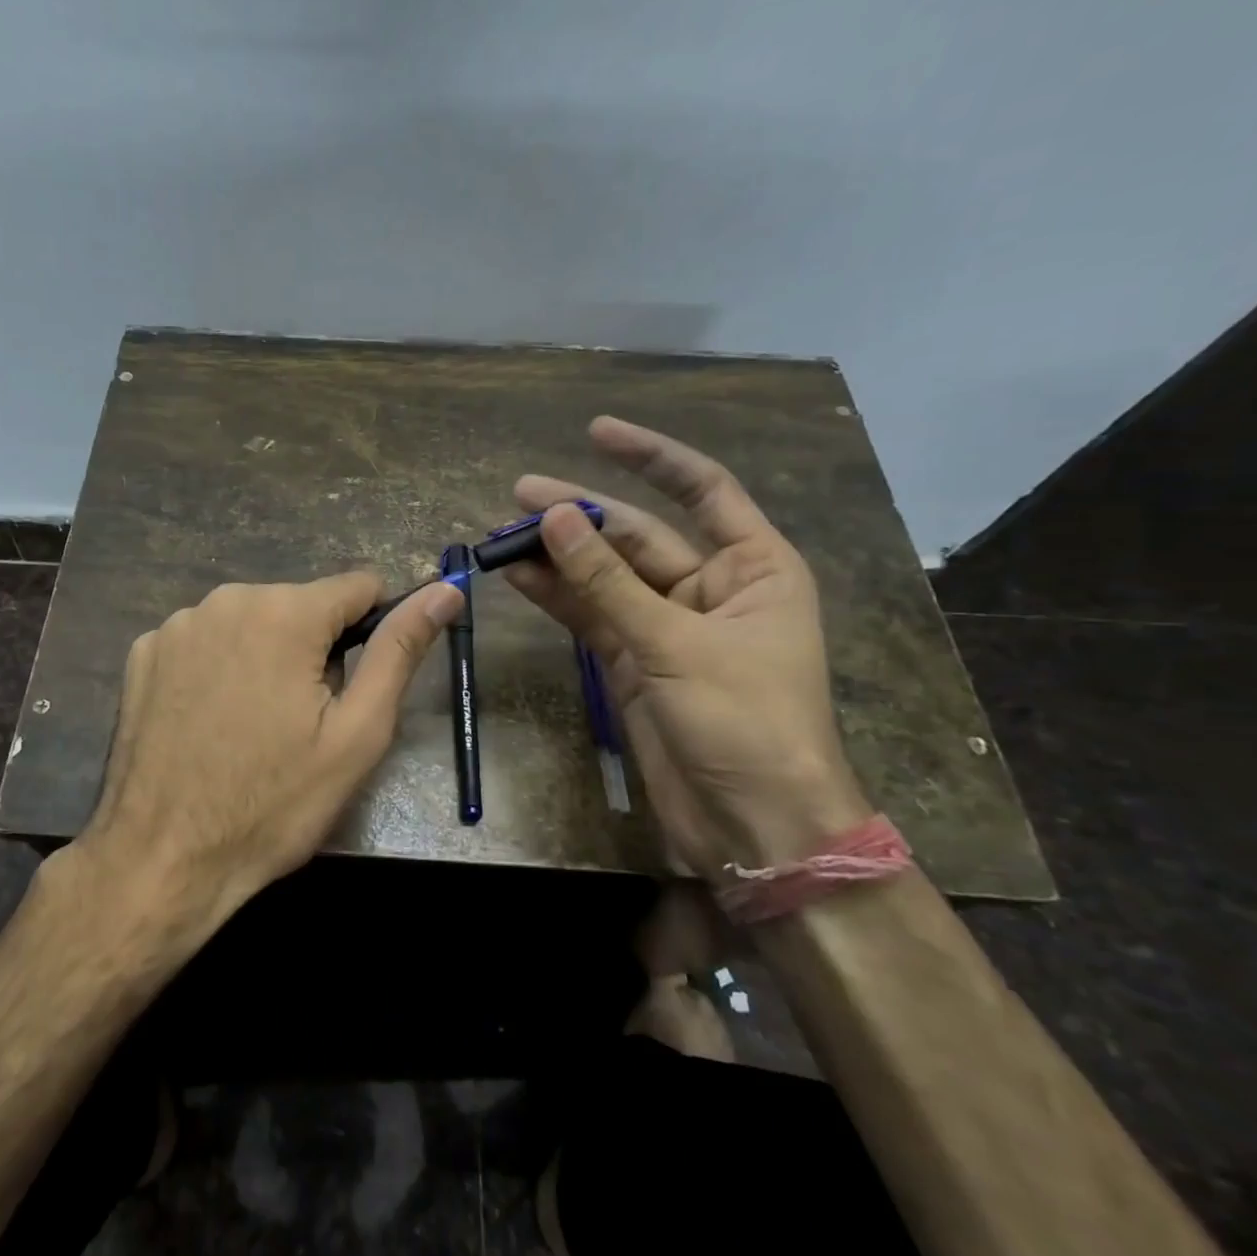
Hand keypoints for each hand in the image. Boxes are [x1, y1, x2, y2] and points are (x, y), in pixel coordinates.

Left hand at [73, 573, 462, 941]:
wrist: (162, 858)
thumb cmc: (273, 803)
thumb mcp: (356, 734)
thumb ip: (400, 651)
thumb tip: (444, 590)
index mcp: (284, 612)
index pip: (358, 586)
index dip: (373, 630)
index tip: (360, 682)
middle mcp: (225, 599)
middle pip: (301, 606)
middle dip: (315, 650)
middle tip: (304, 721)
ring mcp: (176, 625)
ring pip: (252, 622)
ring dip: (266, 658)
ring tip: (255, 727)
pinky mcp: (143, 653)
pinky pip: (205, 642)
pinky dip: (218, 668)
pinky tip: (209, 721)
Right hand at [507, 417, 868, 875]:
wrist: (750, 824)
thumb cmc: (745, 723)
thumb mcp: (675, 643)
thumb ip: (607, 582)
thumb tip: (554, 518)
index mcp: (754, 567)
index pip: (702, 490)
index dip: (651, 456)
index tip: (596, 431)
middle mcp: (711, 587)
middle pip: (637, 536)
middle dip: (580, 515)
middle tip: (519, 494)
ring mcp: (666, 627)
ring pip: (604, 578)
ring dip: (558, 557)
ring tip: (502, 534)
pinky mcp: (632, 662)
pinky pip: (590, 616)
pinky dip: (556, 597)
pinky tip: (518, 575)